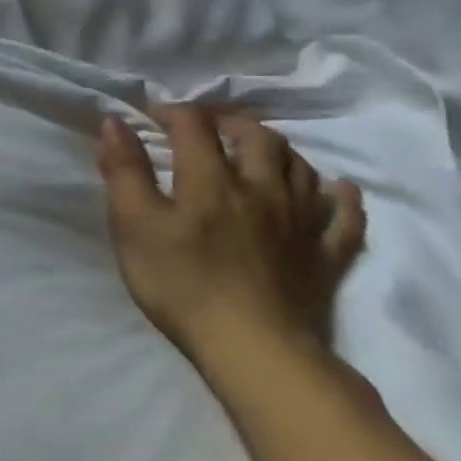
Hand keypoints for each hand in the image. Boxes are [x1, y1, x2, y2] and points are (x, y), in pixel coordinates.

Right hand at [96, 105, 367, 369]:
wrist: (253, 348)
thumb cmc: (180, 282)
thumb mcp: (133, 224)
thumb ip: (124, 171)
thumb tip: (115, 123)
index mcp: (211, 180)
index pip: (195, 127)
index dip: (173, 112)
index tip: (151, 116)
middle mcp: (262, 190)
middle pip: (257, 138)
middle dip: (229, 122)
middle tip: (205, 125)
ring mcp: (301, 223)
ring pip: (301, 168)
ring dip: (277, 149)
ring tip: (255, 150)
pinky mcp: (325, 256)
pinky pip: (344, 218)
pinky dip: (340, 197)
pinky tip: (335, 189)